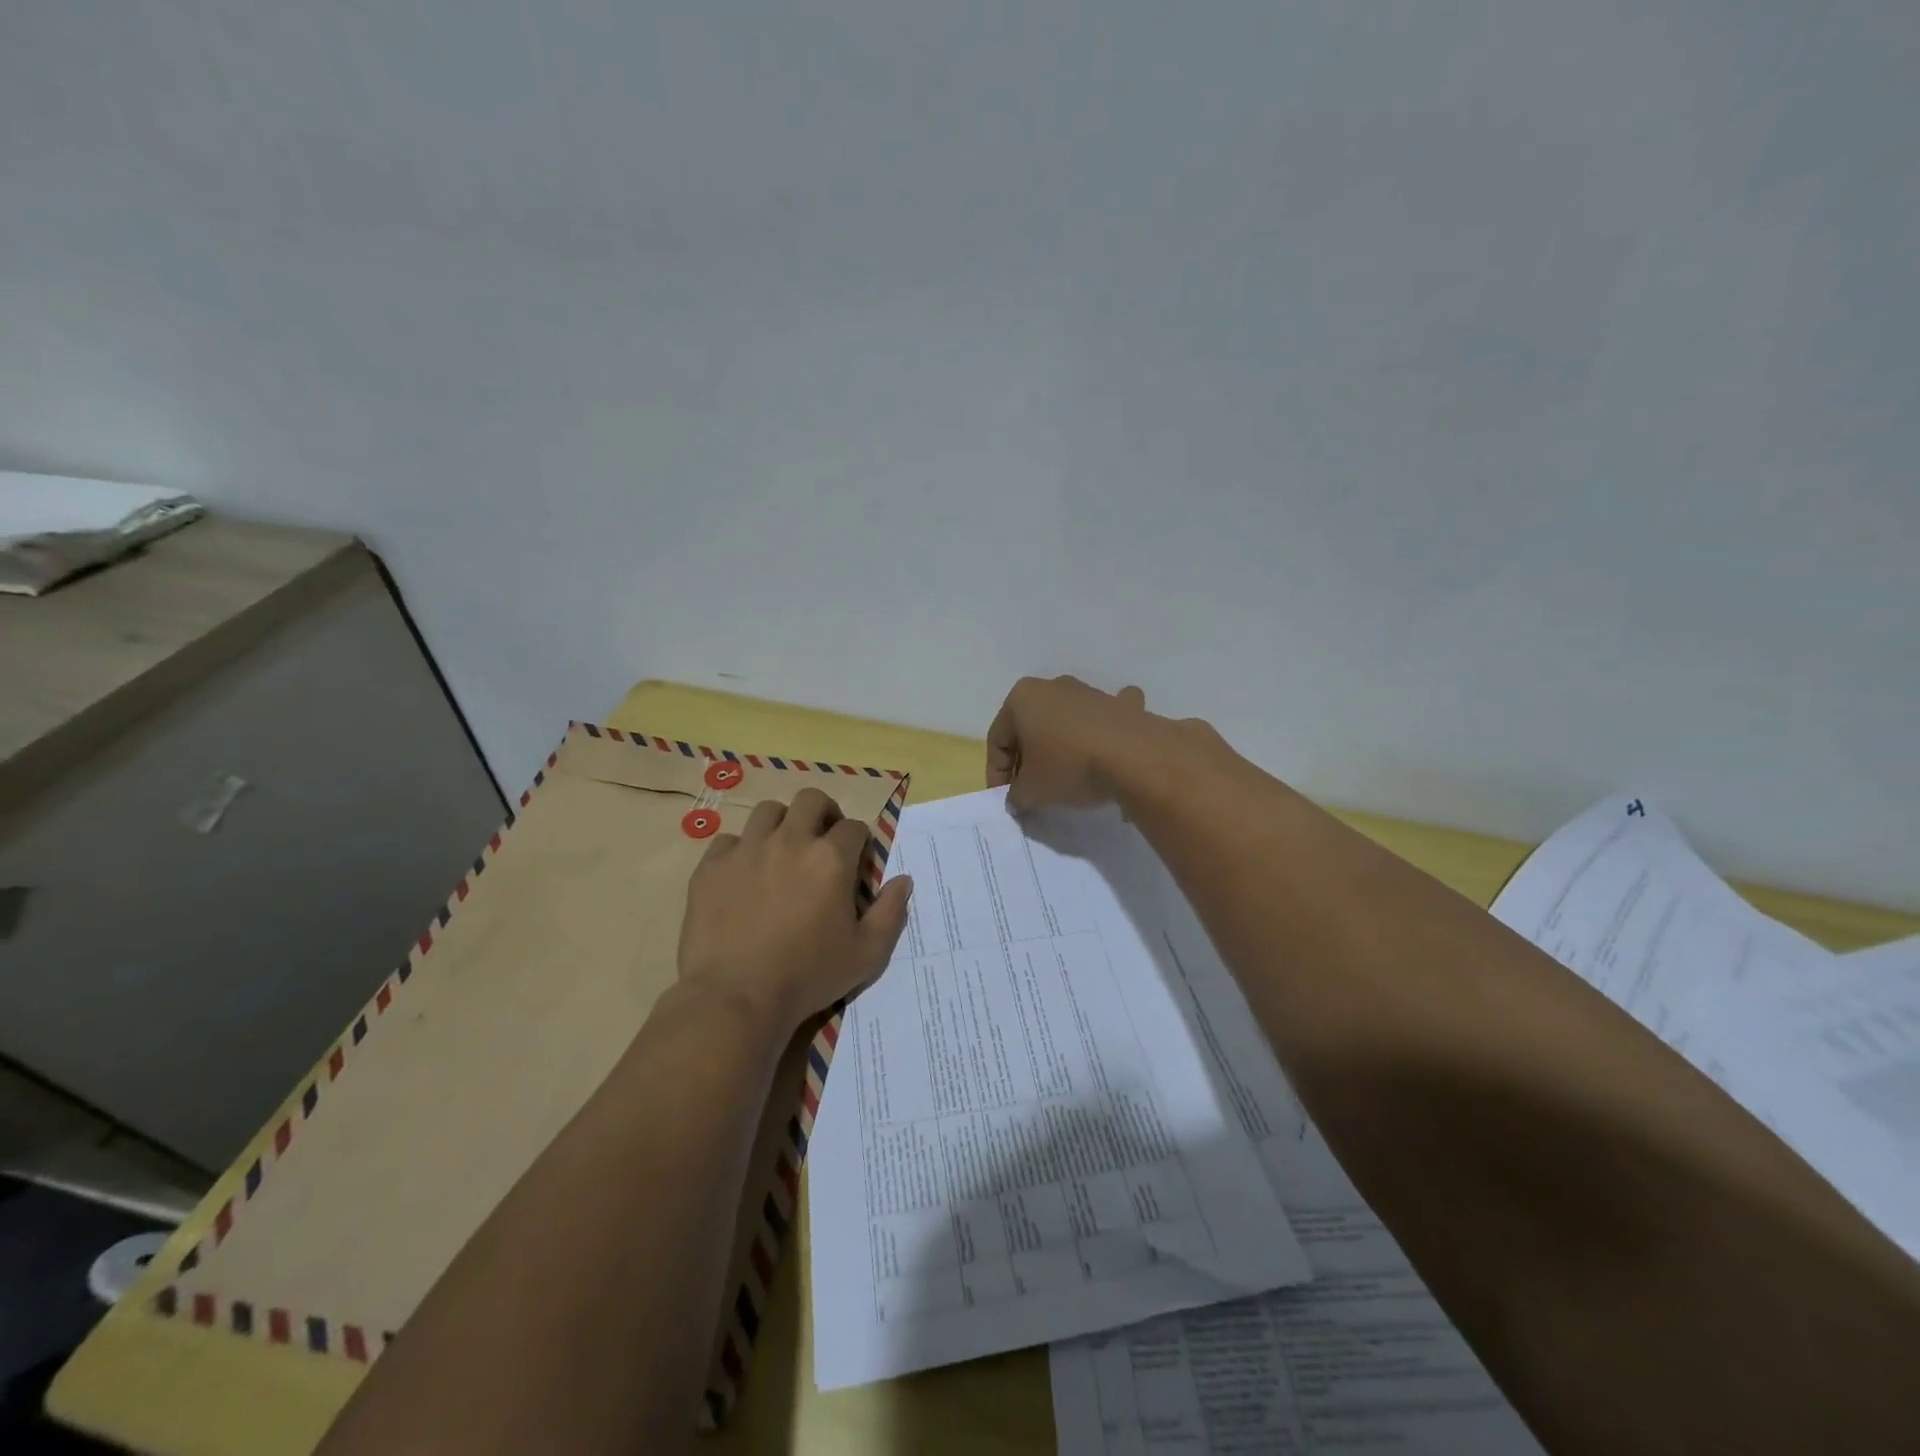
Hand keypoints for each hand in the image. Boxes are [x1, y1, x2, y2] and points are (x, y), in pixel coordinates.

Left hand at [677, 787, 912, 1032]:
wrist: (736, 998)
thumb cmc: (808, 976)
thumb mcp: (867, 954)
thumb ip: (891, 912)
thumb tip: (903, 880)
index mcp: (831, 858)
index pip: (854, 827)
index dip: (860, 843)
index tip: (856, 865)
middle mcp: (790, 841)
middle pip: (812, 799)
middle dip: (824, 813)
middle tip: (823, 842)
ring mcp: (747, 850)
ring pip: (768, 810)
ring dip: (782, 824)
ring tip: (782, 850)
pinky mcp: (711, 867)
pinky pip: (729, 840)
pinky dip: (741, 850)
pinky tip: (744, 875)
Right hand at [987, 675, 1200, 812]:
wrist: (1135, 757)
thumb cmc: (1069, 767)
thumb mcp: (1032, 791)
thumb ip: (1016, 795)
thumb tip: (1018, 799)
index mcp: (1022, 698)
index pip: (997, 741)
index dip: (996, 774)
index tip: (1005, 800)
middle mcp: (1053, 687)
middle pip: (1029, 729)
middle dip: (1027, 760)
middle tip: (1030, 792)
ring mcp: (1089, 692)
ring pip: (1063, 723)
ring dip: (1059, 748)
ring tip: (1064, 780)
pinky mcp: (1120, 705)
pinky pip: (1102, 719)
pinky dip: (1101, 732)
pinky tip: (1106, 748)